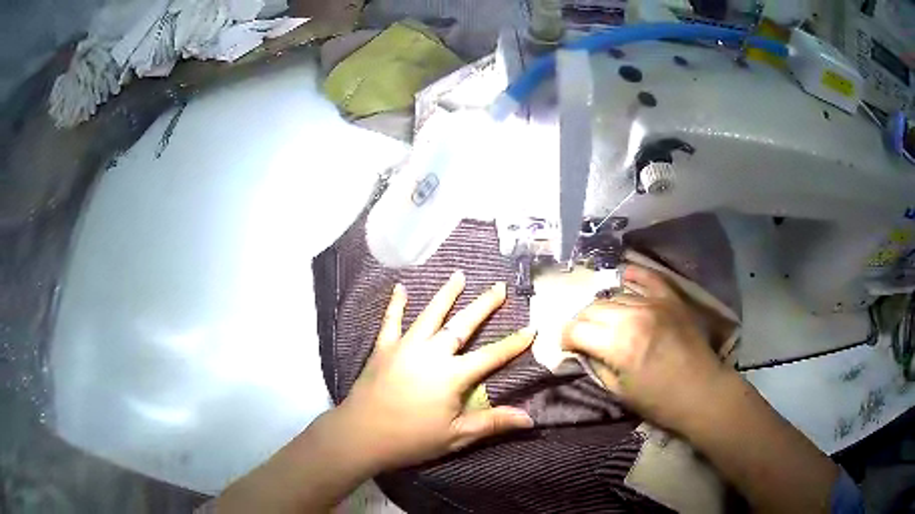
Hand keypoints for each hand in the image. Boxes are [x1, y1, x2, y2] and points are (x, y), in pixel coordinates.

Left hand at [336, 271, 535, 471]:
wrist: (361, 434)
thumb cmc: (411, 439)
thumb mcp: (456, 436)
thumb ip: (492, 423)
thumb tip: (529, 419)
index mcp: (452, 375)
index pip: (491, 356)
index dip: (513, 343)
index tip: (532, 328)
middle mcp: (431, 353)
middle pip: (462, 324)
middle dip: (484, 305)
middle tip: (499, 286)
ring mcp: (405, 346)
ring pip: (430, 314)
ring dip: (446, 294)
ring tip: (459, 275)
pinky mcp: (383, 348)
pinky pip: (391, 321)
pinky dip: (396, 304)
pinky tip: (400, 288)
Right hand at [561, 264, 729, 431]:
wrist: (702, 392)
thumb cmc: (660, 401)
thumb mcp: (618, 392)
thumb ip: (596, 365)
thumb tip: (581, 350)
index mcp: (618, 344)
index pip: (576, 329)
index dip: (565, 338)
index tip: (567, 347)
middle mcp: (632, 316)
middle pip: (592, 308)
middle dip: (582, 323)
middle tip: (584, 337)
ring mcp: (653, 302)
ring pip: (614, 295)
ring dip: (604, 309)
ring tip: (606, 321)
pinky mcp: (670, 298)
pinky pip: (646, 277)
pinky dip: (633, 276)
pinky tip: (624, 278)